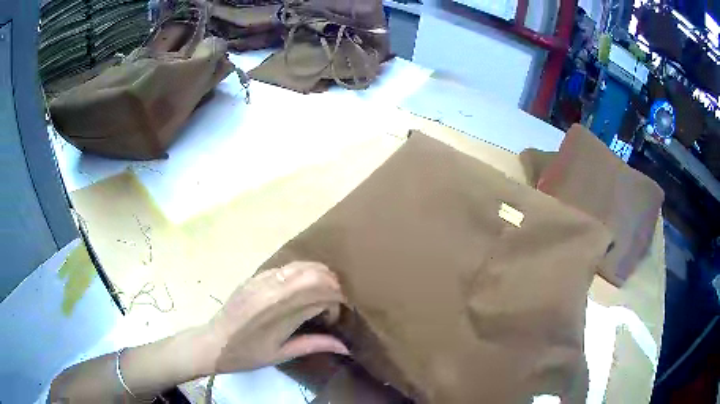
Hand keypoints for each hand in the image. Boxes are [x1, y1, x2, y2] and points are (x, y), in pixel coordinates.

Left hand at [207, 262, 349, 373]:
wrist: (213, 342)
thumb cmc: (247, 354)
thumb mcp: (282, 354)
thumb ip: (314, 345)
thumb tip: (345, 347)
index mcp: (281, 312)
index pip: (322, 295)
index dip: (335, 304)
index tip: (331, 319)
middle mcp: (274, 290)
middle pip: (316, 274)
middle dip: (333, 285)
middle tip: (332, 303)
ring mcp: (263, 279)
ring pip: (302, 265)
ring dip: (319, 276)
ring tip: (320, 294)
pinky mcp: (256, 276)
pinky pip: (287, 266)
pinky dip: (302, 273)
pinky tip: (300, 289)